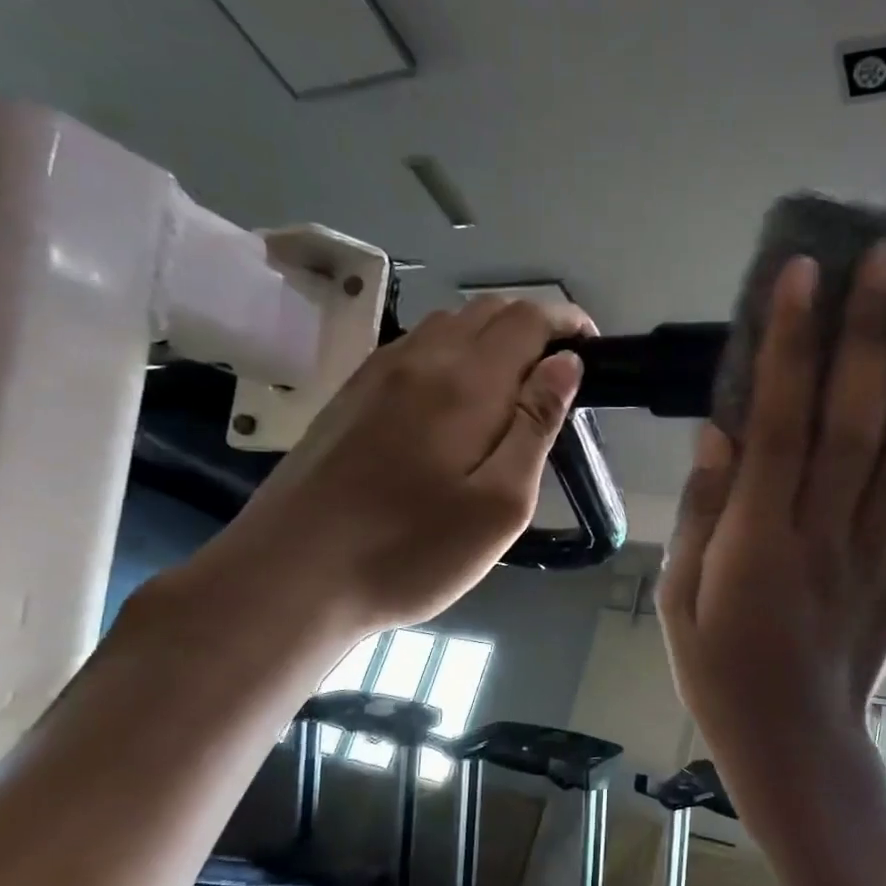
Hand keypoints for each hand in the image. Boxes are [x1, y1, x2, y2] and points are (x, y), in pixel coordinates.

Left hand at [198, 296, 590, 643]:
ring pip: (449, 325)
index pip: (528, 319)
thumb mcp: (501, 504)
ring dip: (493, 339)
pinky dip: (453, 353)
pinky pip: (415, 349)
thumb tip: (565, 364)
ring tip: (514, 388)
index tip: (593, 349)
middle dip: (534, 327)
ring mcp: (377, 373)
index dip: (567, 322)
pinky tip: (455, 400)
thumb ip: (536, 425)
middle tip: (559, 376)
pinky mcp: (351, 395)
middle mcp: (420, 359)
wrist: (293, 574)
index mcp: (466, 382)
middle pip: (488, 311)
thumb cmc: (412, 550)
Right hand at [658, 244, 885, 794]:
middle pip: (862, 426)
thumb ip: (700, 512)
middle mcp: (830, 539)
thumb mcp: (679, 599)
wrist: (795, 746)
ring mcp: (883, 558)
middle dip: (879, 336)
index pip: (781, 426)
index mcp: (761, 545)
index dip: (792, 345)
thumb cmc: (723, 672)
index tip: (806, 272)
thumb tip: (720, 430)